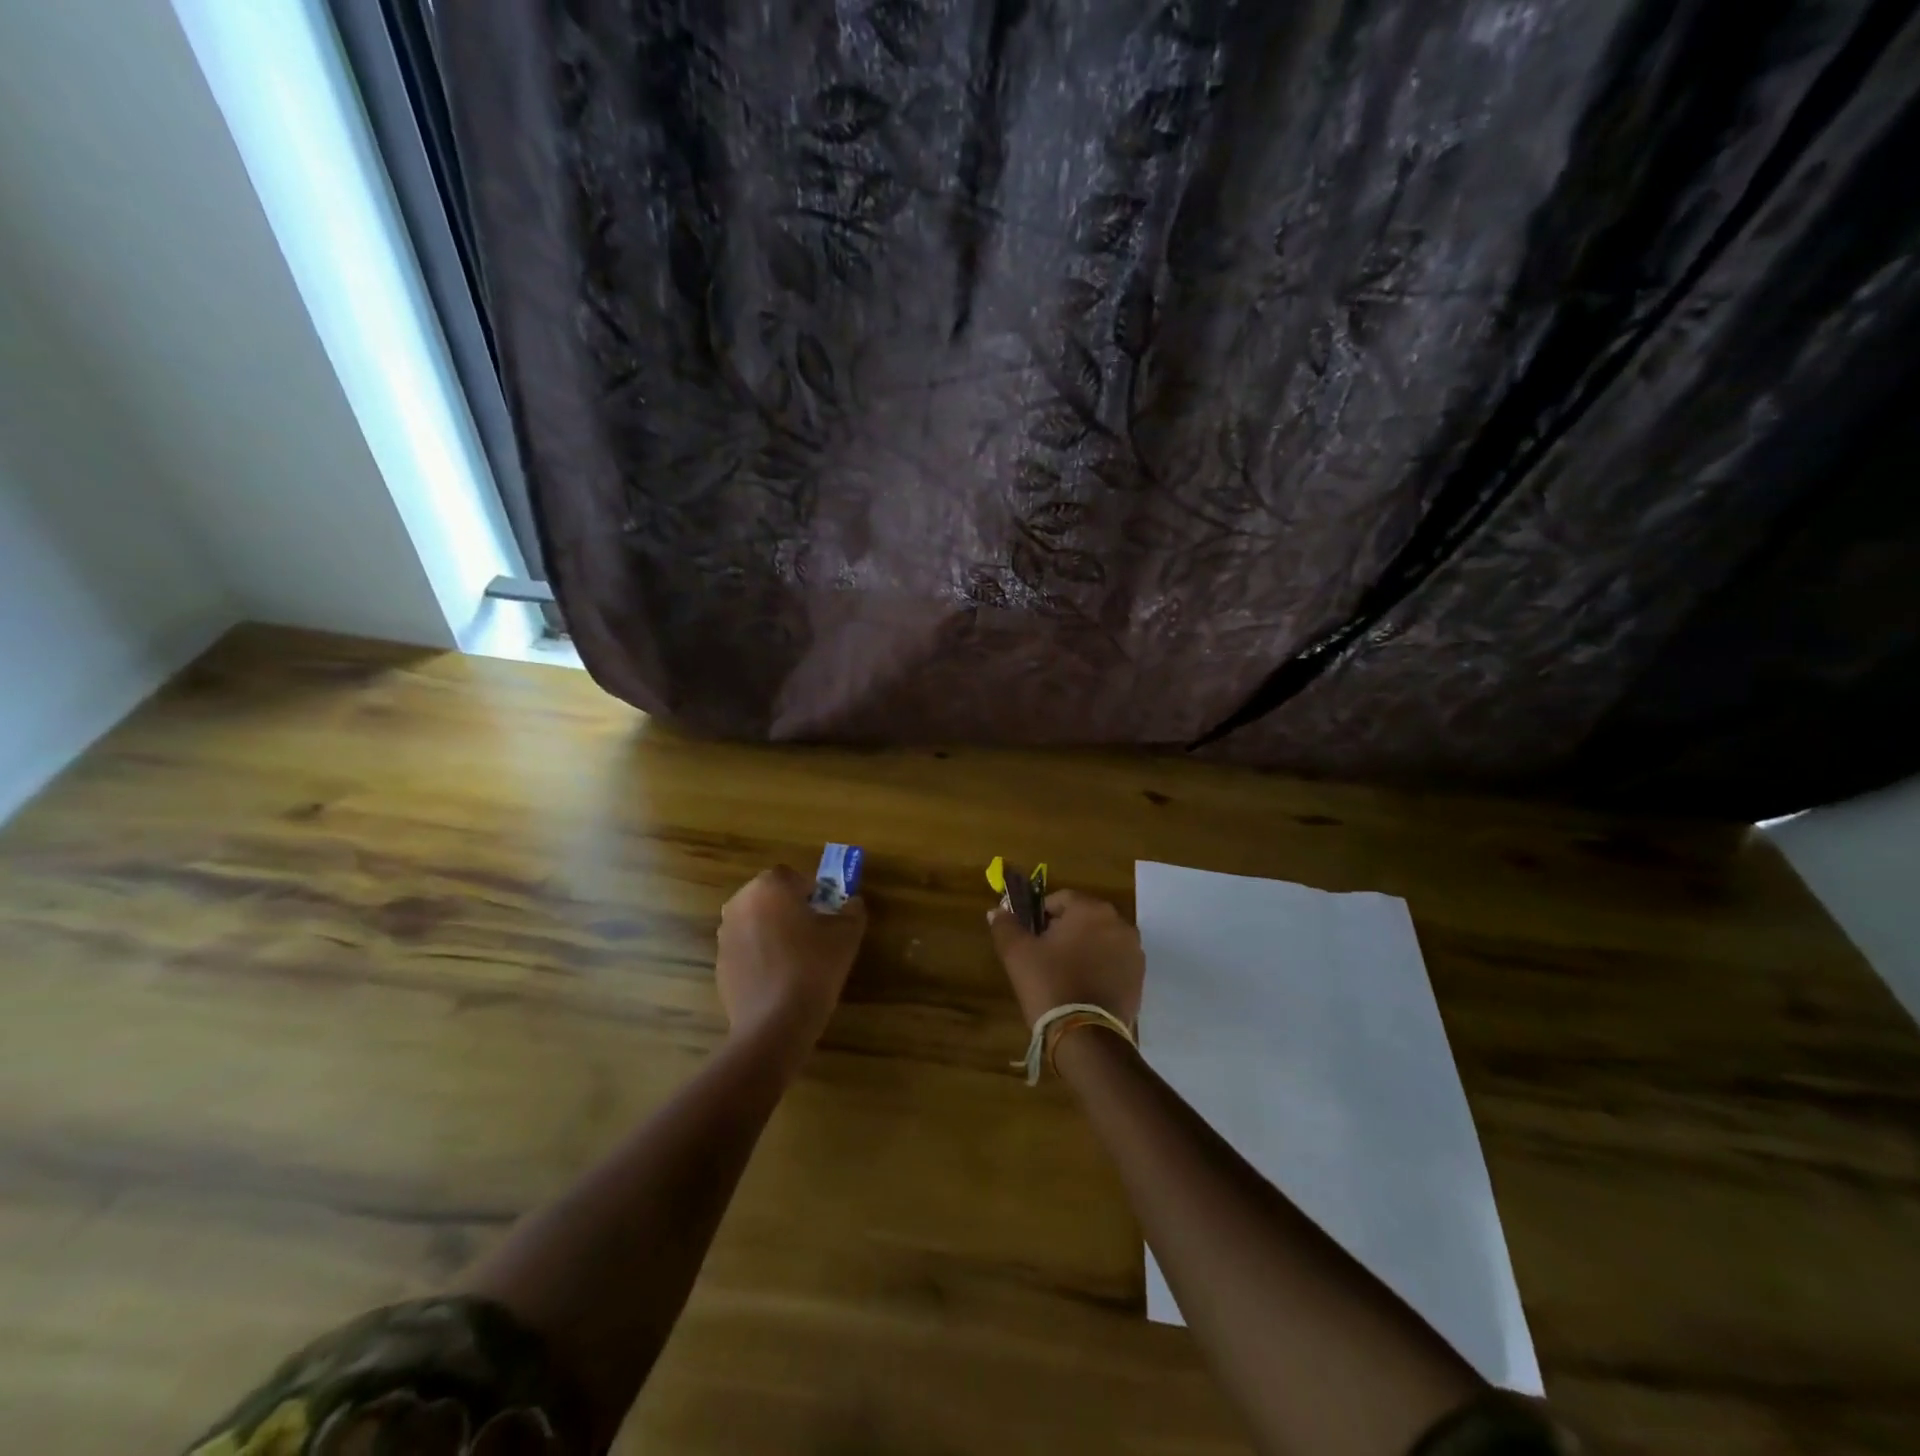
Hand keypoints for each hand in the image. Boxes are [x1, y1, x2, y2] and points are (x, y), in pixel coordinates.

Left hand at [717, 866, 866, 1067]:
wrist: (774, 1023)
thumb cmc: (814, 967)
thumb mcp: (848, 934)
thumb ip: (852, 910)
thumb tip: (852, 903)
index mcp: (770, 886)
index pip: (794, 876)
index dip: (813, 892)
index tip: (826, 914)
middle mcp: (740, 903)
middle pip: (771, 896)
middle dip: (790, 908)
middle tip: (814, 933)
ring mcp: (725, 933)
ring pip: (757, 921)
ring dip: (774, 930)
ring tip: (796, 958)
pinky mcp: (719, 962)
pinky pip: (746, 947)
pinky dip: (760, 953)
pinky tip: (779, 977)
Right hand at [988, 889, 1143, 1029]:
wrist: (1085, 1037)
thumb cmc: (1049, 985)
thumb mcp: (1017, 953)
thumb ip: (1005, 925)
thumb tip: (997, 911)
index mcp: (1090, 909)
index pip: (1059, 899)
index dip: (1040, 916)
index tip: (1031, 939)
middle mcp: (1118, 922)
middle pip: (1083, 917)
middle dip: (1064, 931)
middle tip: (1045, 957)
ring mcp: (1133, 950)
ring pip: (1100, 939)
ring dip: (1084, 948)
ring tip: (1065, 975)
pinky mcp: (1139, 976)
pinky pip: (1114, 961)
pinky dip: (1100, 966)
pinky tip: (1084, 988)